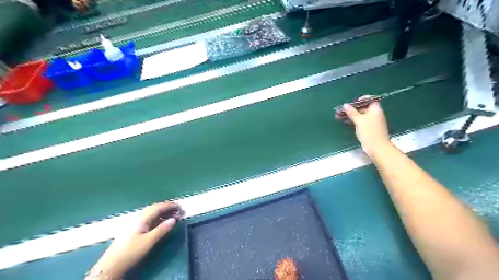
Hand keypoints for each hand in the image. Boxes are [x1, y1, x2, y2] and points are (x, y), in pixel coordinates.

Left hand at [88, 202, 182, 278]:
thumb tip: (174, 219)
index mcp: (142, 217)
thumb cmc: (131, 251)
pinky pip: (149, 218)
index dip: (170, 205)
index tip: (180, 207)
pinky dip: (158, 218)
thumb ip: (162, 229)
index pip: (159, 207)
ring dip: (164, 213)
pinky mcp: (134, 228)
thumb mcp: (149, 241)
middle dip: (168, 208)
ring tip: (173, 217)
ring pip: (152, 213)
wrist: (111, 265)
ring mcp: (135, 222)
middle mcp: (138, 216)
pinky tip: (162, 223)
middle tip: (179, 211)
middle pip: (155, 208)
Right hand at [346, 96, 391, 157]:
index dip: (360, 100)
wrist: (377, 147)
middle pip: (363, 107)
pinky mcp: (369, 128)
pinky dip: (353, 120)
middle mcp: (375, 114)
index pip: (369, 99)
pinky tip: (346, 122)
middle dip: (352, 108)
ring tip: (340, 116)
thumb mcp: (359, 120)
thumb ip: (352, 112)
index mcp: (375, 109)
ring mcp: (372, 122)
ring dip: (351, 115)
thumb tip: (346, 105)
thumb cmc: (369, 132)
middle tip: (341, 110)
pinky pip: (360, 121)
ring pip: (360, 115)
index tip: (351, 103)